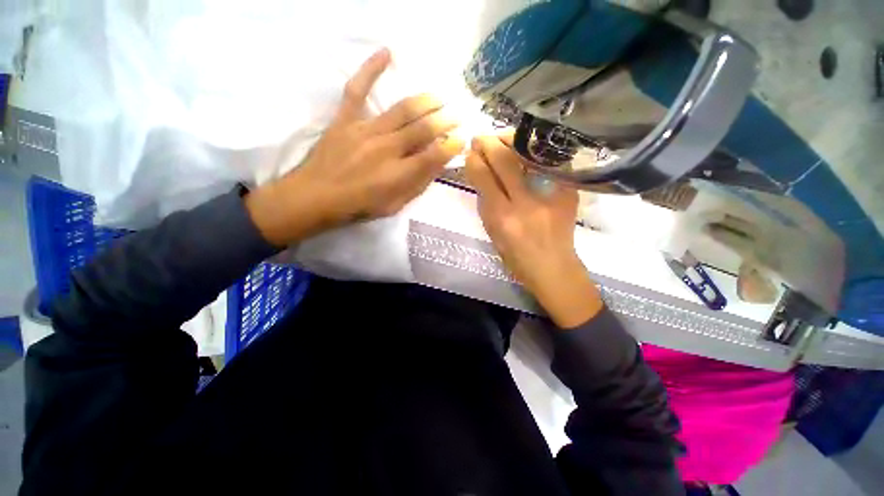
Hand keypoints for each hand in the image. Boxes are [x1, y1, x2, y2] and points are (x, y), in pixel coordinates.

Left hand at [246, 48, 464, 246]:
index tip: (461, 140)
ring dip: (425, 101)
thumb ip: (416, 185)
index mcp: (398, 174)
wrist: (315, 197)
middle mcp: (386, 149)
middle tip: (456, 116)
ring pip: (402, 109)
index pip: (433, 156)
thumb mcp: (393, 206)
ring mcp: (365, 130)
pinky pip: (357, 90)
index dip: (451, 146)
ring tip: (439, 98)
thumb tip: (436, 167)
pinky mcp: (345, 120)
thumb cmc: (358, 207)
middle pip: (422, 129)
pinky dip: (370, 70)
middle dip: (444, 121)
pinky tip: (386, 53)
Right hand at [465, 134, 602, 327]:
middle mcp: (526, 202)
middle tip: (480, 138)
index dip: (474, 160)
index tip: (470, 152)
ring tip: (499, 138)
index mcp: (503, 217)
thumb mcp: (492, 232)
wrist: (553, 266)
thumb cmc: (516, 256)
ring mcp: (551, 194)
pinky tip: (523, 148)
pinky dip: (531, 152)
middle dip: (488, 143)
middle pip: (504, 161)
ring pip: (527, 155)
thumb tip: (480, 172)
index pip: (484, 177)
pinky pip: (546, 161)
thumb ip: (486, 202)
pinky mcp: (568, 190)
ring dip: (509, 141)